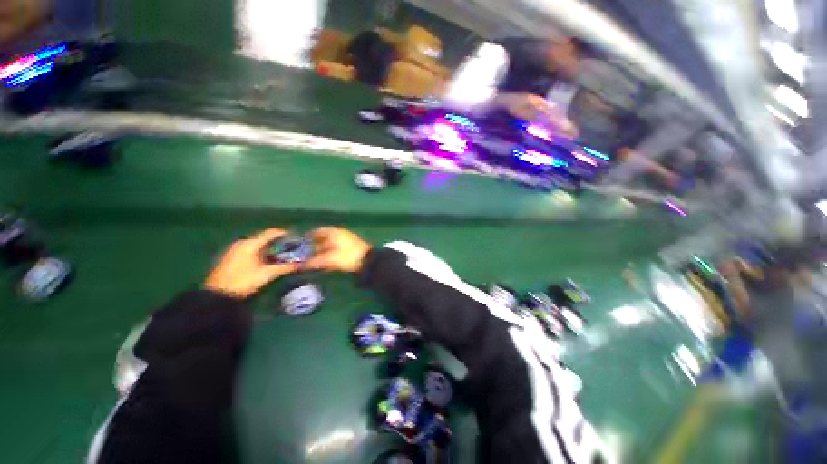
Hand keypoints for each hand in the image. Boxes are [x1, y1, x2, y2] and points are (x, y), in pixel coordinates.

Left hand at [204, 229, 298, 297]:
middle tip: (290, 246)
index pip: (269, 233)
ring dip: (269, 248)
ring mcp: (235, 250)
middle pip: (263, 238)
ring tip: (282, 253)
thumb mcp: (267, 274)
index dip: (283, 233)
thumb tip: (301, 264)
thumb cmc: (243, 281)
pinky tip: (267, 260)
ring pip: (256, 245)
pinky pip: (250, 250)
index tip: (294, 235)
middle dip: (277, 242)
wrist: (217, 295)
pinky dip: (260, 252)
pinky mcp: (231, 258)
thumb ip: (284, 267)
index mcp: (250, 244)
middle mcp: (242, 243)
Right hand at [305, 227, 371, 272]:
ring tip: (315, 261)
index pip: (317, 231)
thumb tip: (300, 265)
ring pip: (330, 244)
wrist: (368, 261)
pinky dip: (331, 254)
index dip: (308, 238)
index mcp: (333, 232)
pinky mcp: (351, 247)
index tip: (300, 246)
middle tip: (306, 256)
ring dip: (322, 251)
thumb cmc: (347, 257)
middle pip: (323, 238)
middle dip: (314, 246)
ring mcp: (347, 239)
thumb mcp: (329, 259)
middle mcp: (340, 233)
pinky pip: (337, 249)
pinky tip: (327, 262)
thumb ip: (314, 261)